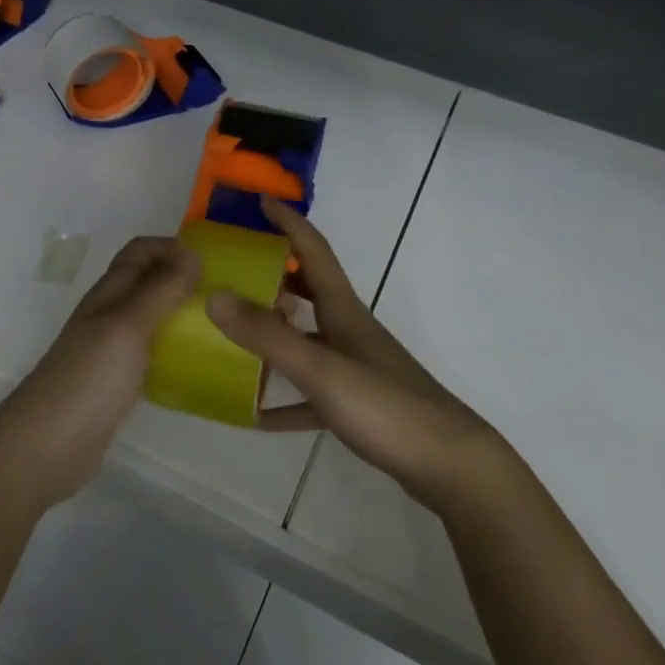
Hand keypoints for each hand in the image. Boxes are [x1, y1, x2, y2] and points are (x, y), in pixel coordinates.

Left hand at [0, 235, 199, 507]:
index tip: (210, 264)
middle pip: (147, 282)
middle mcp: (109, 315)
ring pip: (151, 317)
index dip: (171, 248)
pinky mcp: (117, 383)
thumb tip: (192, 254)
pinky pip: (151, 354)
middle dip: (182, 279)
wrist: (45, 448)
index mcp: (109, 293)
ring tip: (220, 327)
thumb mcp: (127, 326)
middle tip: (224, 295)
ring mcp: (111, 350)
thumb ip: (159, 290)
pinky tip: (198, 366)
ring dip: (181, 314)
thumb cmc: (88, 378)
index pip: (140, 251)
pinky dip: (175, 350)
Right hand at [206, 198, 512, 514]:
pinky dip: (283, 398)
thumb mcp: (321, 370)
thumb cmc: (386, 406)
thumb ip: (268, 336)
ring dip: (273, 332)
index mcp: (342, 310)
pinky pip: (309, 392)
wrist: (449, 464)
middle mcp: (347, 330)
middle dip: (273, 272)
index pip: (313, 249)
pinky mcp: (356, 404)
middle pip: (307, 289)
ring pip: (305, 338)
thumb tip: (214, 295)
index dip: (288, 222)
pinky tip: (254, 413)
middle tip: (233, 268)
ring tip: (231, 332)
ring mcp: (353, 368)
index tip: (260, 200)